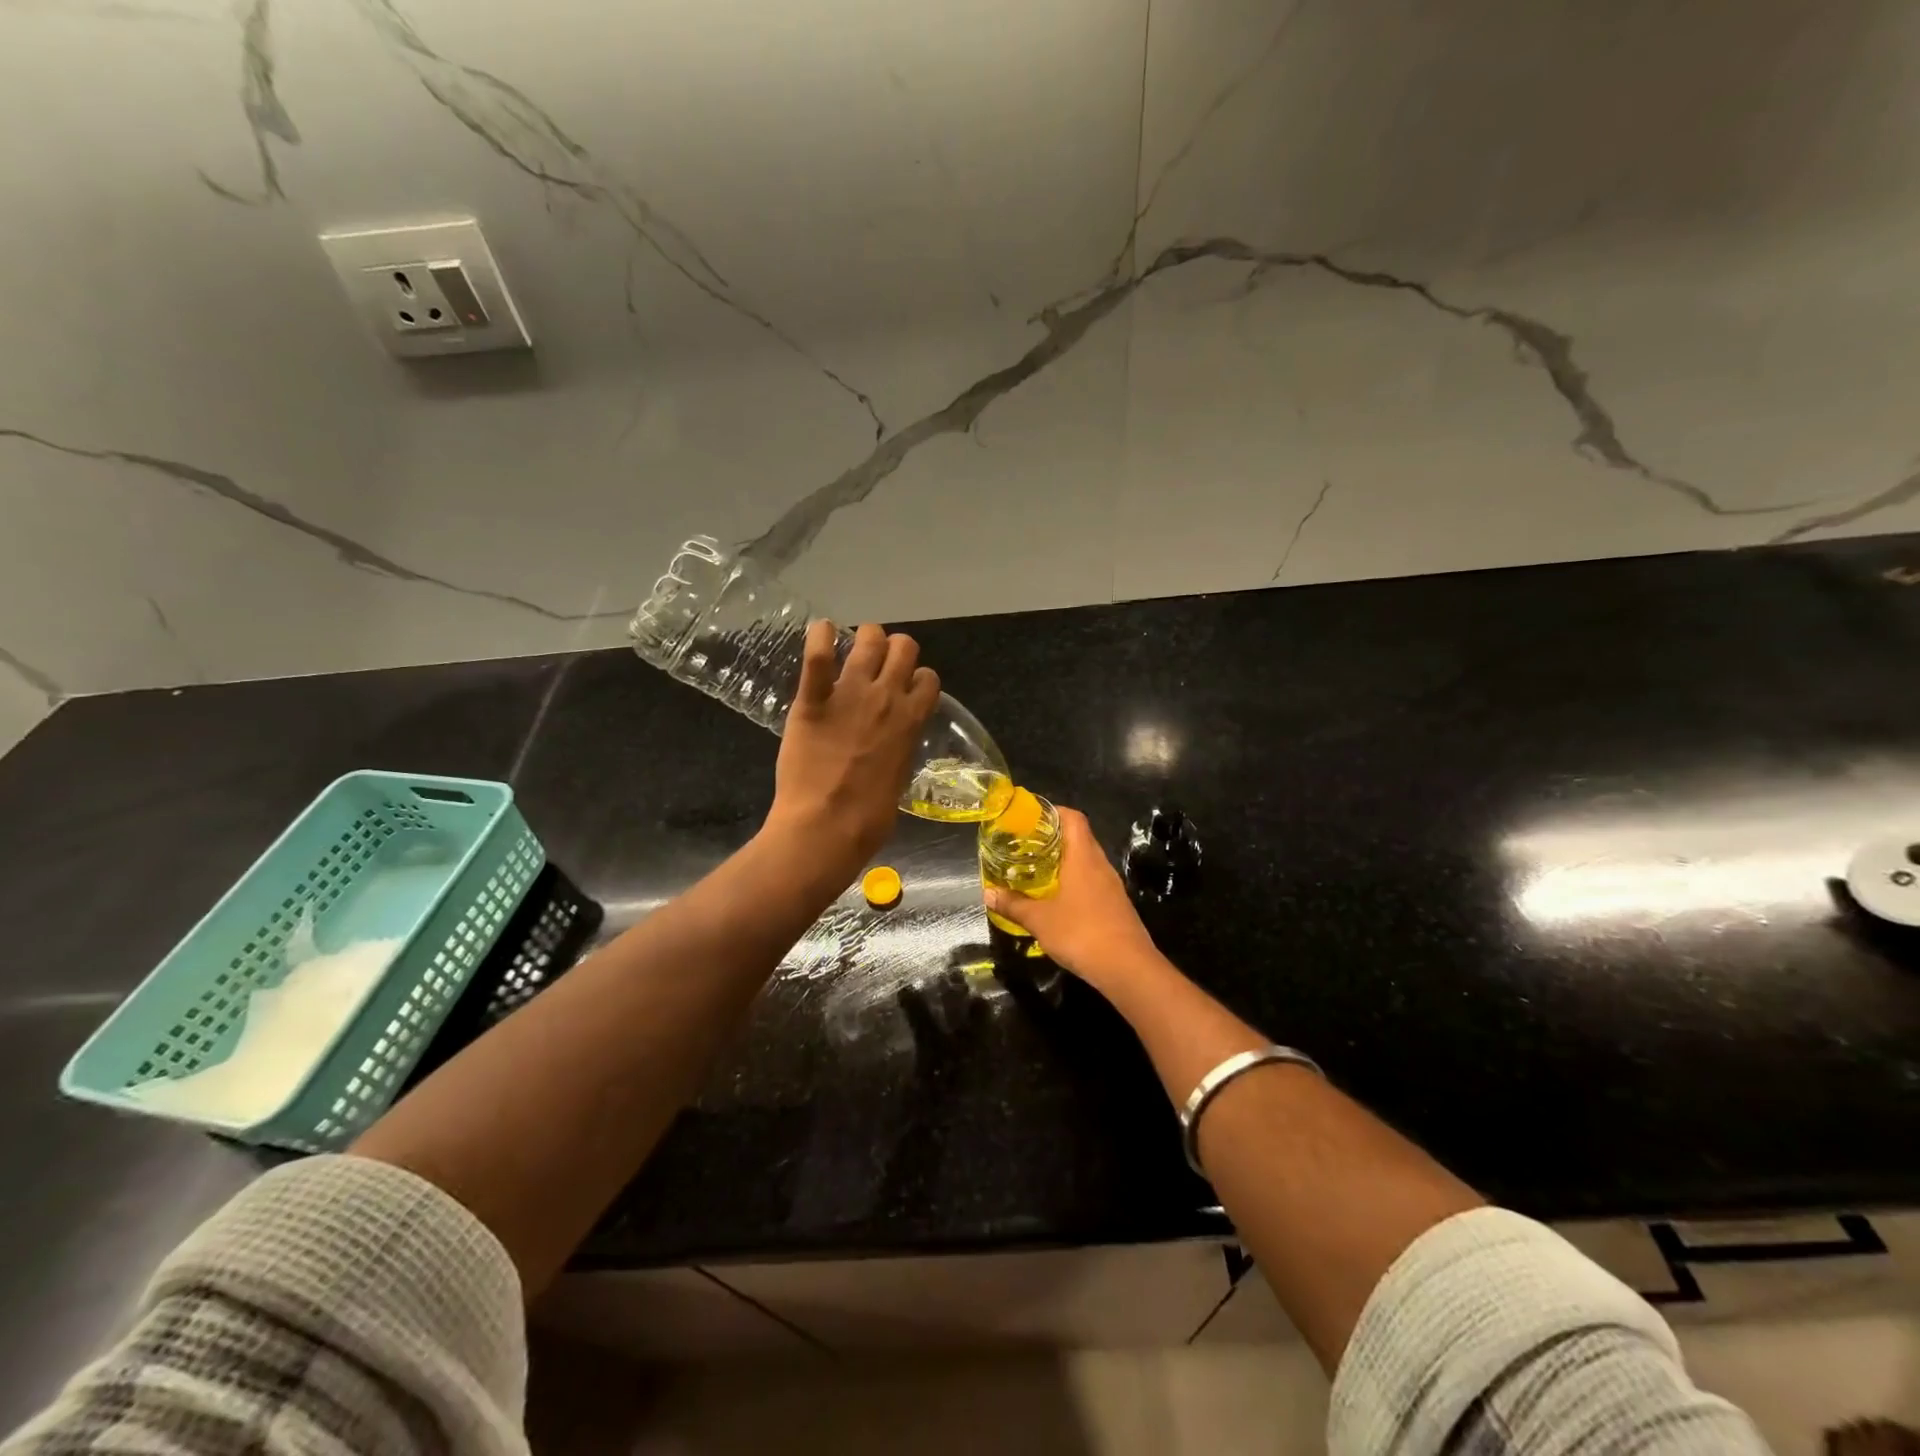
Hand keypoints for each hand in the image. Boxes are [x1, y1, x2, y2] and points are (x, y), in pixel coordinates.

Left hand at [765, 619, 940, 870]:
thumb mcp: (900, 778)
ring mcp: (850, 694)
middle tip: (879, 664)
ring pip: (869, 638)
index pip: (929, 678)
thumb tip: (894, 743)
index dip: (918, 680)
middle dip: (894, 650)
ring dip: (864, 638)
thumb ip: (900, 748)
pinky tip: (820, 632)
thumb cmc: (869, 818)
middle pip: (904, 647)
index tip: (906, 689)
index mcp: (912, 720)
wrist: (827, 826)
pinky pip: (818, 654)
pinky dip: (820, 636)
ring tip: (852, 648)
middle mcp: (887, 697)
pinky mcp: (813, 699)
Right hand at [983, 806, 1161, 995]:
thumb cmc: (1081, 933)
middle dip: (1052, 837)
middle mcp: (1100, 864)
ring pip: (1086, 861)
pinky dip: (1074, 882)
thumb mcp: (1039, 919)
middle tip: (1024, 845)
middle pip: (1079, 837)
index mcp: (1084, 856)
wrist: (1128, 969)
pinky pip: (1092, 882)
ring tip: (1036, 870)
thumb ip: (1013, 904)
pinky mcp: (1115, 905)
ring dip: (1064, 861)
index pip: (1073, 818)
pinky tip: (1057, 898)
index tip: (1029, 818)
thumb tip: (988, 893)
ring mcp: (1111, 885)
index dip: (1052, 812)